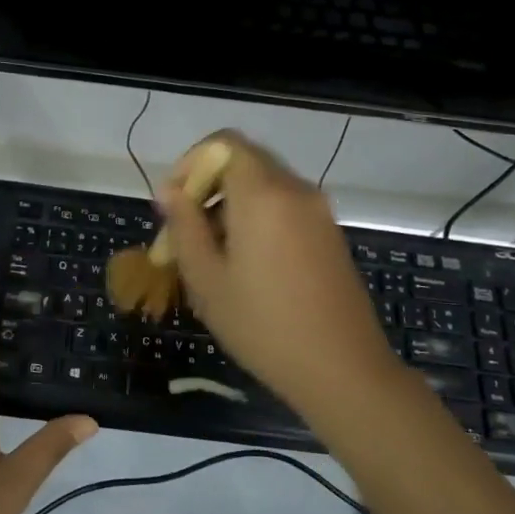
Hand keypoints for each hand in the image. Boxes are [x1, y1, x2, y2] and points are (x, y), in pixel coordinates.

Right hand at [156, 131, 388, 406]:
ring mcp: (318, 211)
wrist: (343, 370)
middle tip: (184, 231)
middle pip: (243, 162)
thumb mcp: (207, 279)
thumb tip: (171, 192)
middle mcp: (294, 190)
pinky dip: (257, 218)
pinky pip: (284, 207)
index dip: (191, 163)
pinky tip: (245, 264)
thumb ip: (185, 226)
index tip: (173, 203)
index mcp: (263, 193)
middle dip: (207, 187)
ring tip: (209, 254)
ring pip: (263, 186)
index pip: (223, 143)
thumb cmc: (263, 326)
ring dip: (230, 205)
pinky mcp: (329, 233)